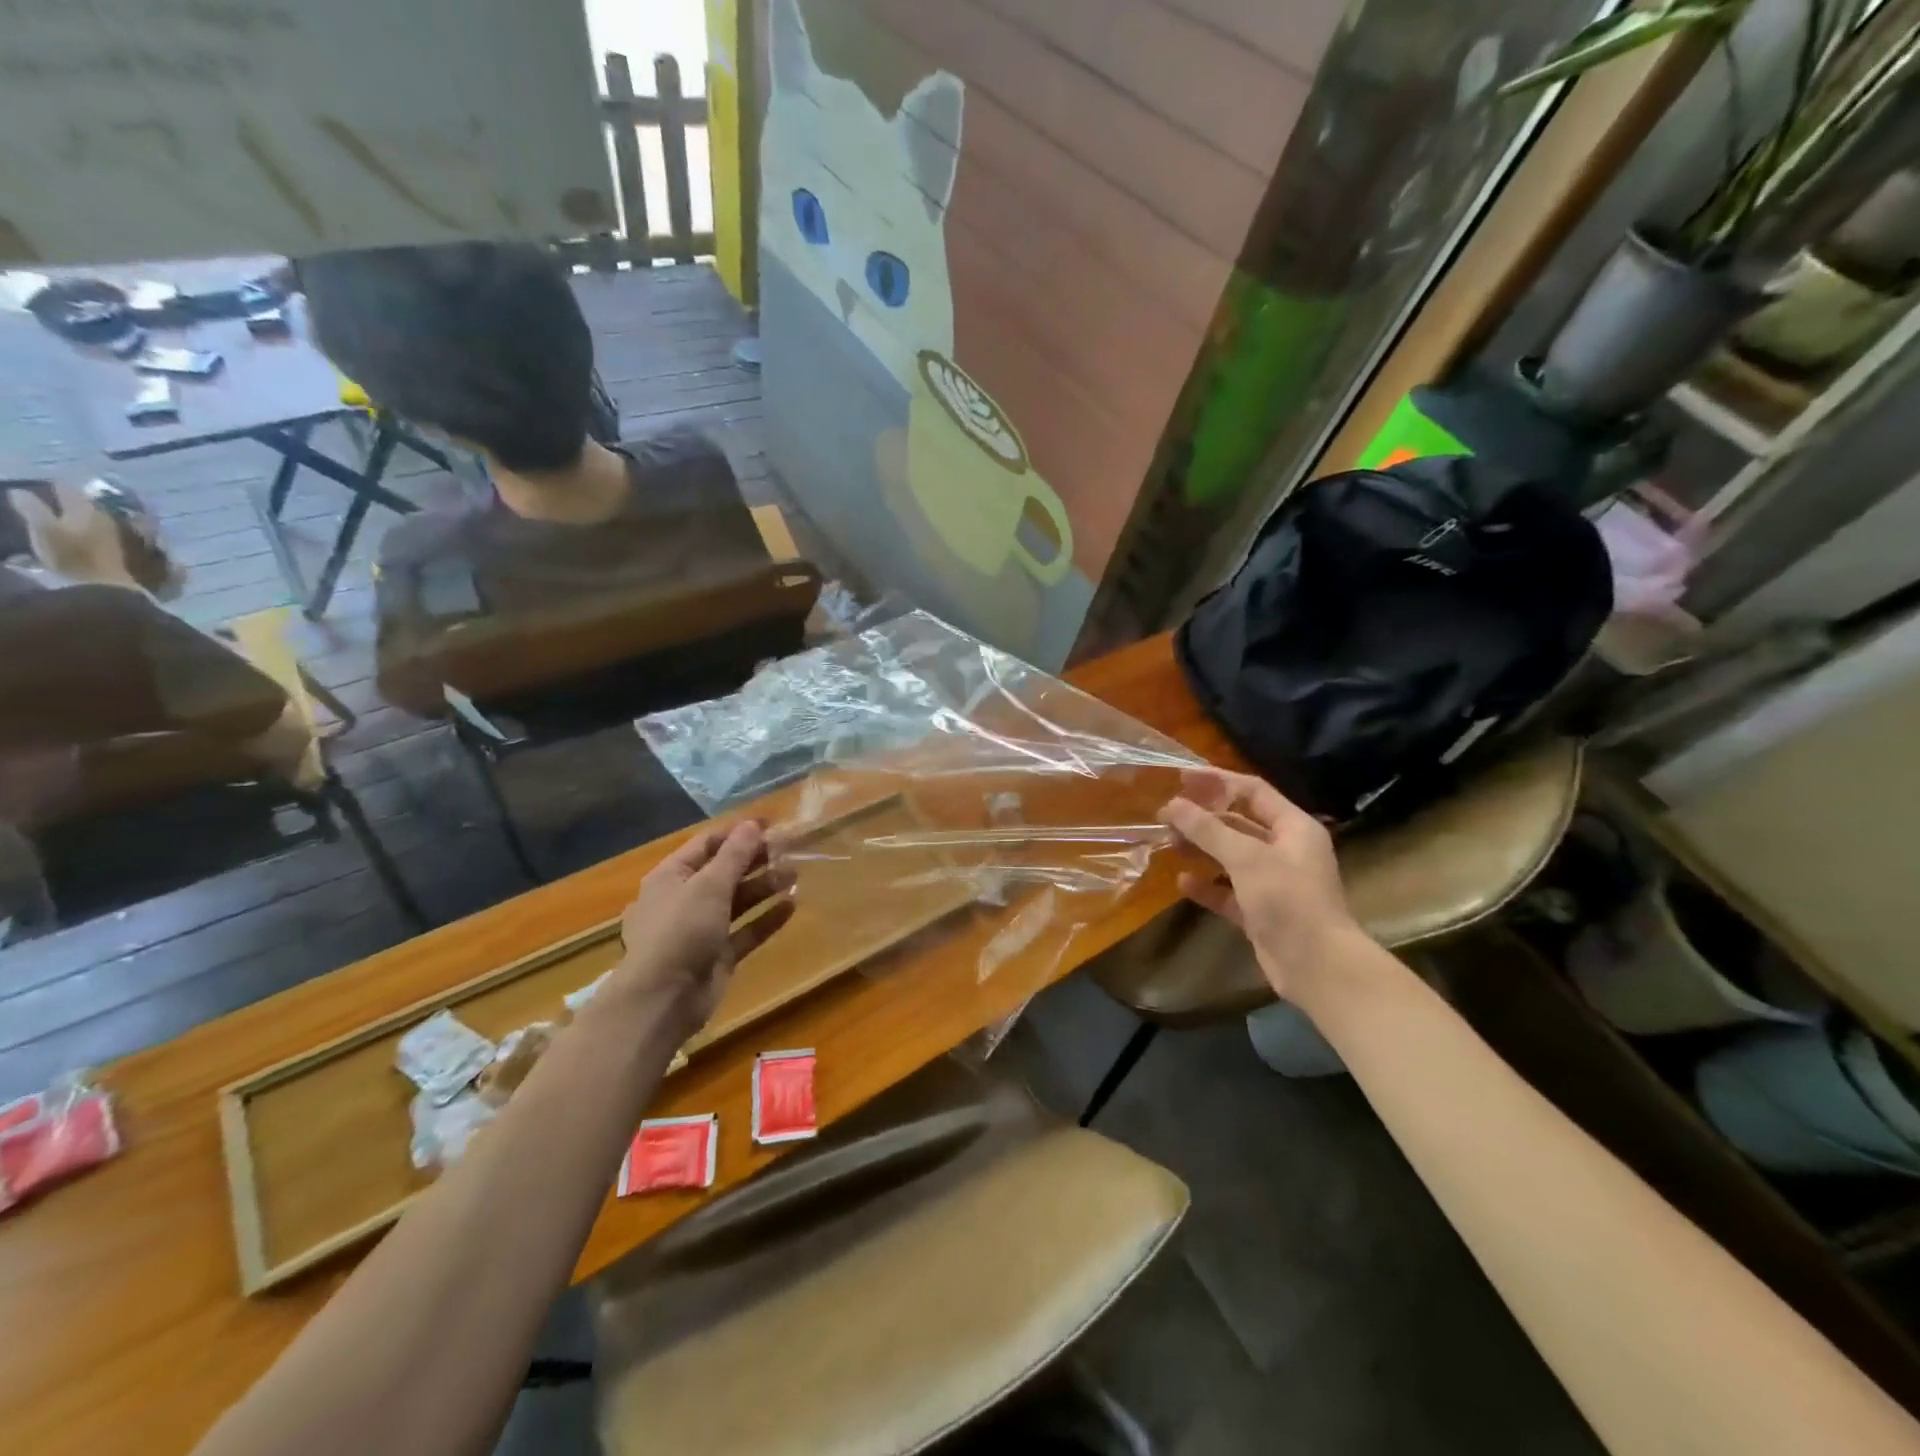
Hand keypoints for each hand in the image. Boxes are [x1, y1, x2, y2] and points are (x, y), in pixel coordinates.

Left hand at [608, 820, 795, 1043]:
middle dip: (756, 860)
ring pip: (737, 901)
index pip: (707, 844)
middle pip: (724, 871)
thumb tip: (752, 824)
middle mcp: (684, 899)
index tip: (771, 824)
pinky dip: (766, 919)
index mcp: (671, 876)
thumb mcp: (709, 885)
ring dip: (765, 887)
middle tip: (790, 849)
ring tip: (795, 874)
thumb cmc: (681, 930)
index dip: (738, 832)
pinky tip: (792, 906)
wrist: (663, 998)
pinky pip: (745, 931)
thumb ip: (734, 855)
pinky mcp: (717, 956)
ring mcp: (701, 929)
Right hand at [1159, 768, 1359, 1004]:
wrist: (1318, 967)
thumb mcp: (1246, 858)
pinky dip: (1207, 885)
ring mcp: (1273, 882)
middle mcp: (1285, 850)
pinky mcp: (1260, 911)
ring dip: (1201, 849)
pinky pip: (1228, 891)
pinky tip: (1182, 882)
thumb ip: (1208, 829)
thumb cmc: (1288, 900)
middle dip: (1203, 818)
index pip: (1253, 791)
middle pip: (1239, 823)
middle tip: (1167, 815)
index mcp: (1293, 828)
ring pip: (1231, 856)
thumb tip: (1173, 804)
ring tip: (1169, 843)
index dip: (1218, 781)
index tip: (1181, 777)